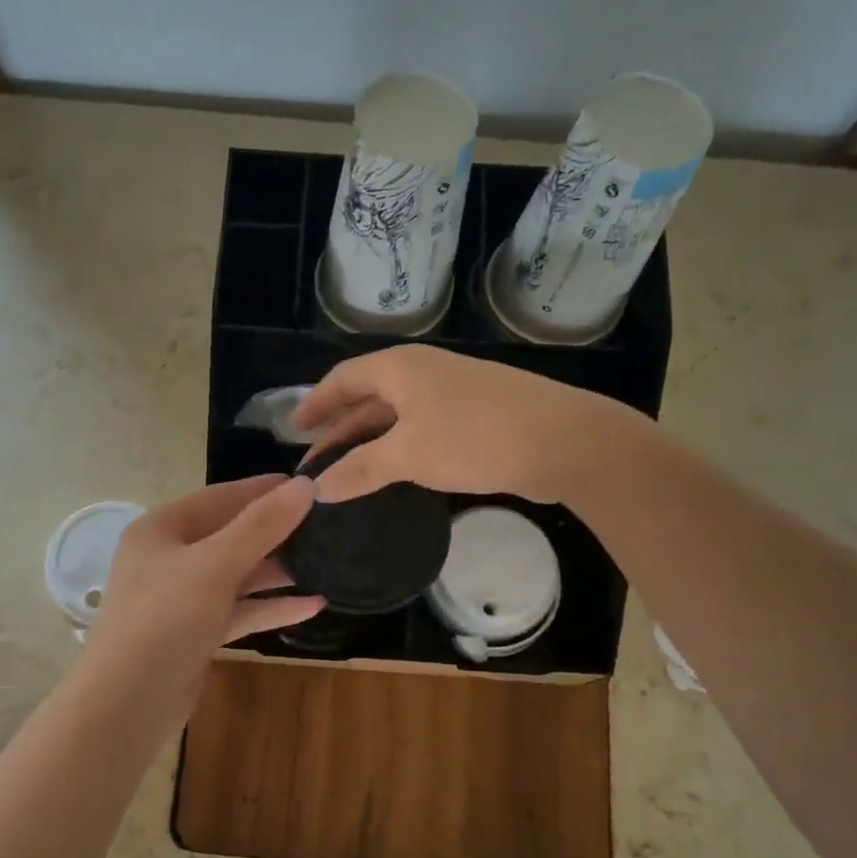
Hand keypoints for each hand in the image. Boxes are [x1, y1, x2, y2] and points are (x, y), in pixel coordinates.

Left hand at [80, 475, 322, 724]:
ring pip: (236, 575)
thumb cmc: (165, 618)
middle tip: (325, 525)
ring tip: (326, 563)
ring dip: (276, 571)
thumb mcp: (215, 565)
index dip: (263, 490)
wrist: (128, 702)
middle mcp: (169, 558)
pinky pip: (238, 610)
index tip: (309, 484)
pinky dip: (270, 607)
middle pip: (229, 535)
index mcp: (161, 529)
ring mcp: (182, 598)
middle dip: (275, 532)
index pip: (219, 497)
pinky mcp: (196, 633)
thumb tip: (305, 486)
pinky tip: (312, 606)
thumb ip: (261, 526)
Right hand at [291, 344, 615, 502]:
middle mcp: (422, 372)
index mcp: (399, 369)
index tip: (292, 429)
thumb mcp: (408, 455)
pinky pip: (420, 429)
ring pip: (395, 416)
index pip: (342, 379)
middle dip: (339, 428)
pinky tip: (392, 474)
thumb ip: (359, 470)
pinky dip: (397, 449)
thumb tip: (316, 488)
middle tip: (314, 462)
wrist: (564, 441)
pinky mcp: (473, 417)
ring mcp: (451, 393)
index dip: (315, 403)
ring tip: (345, 472)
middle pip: (367, 397)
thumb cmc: (475, 438)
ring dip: (368, 442)